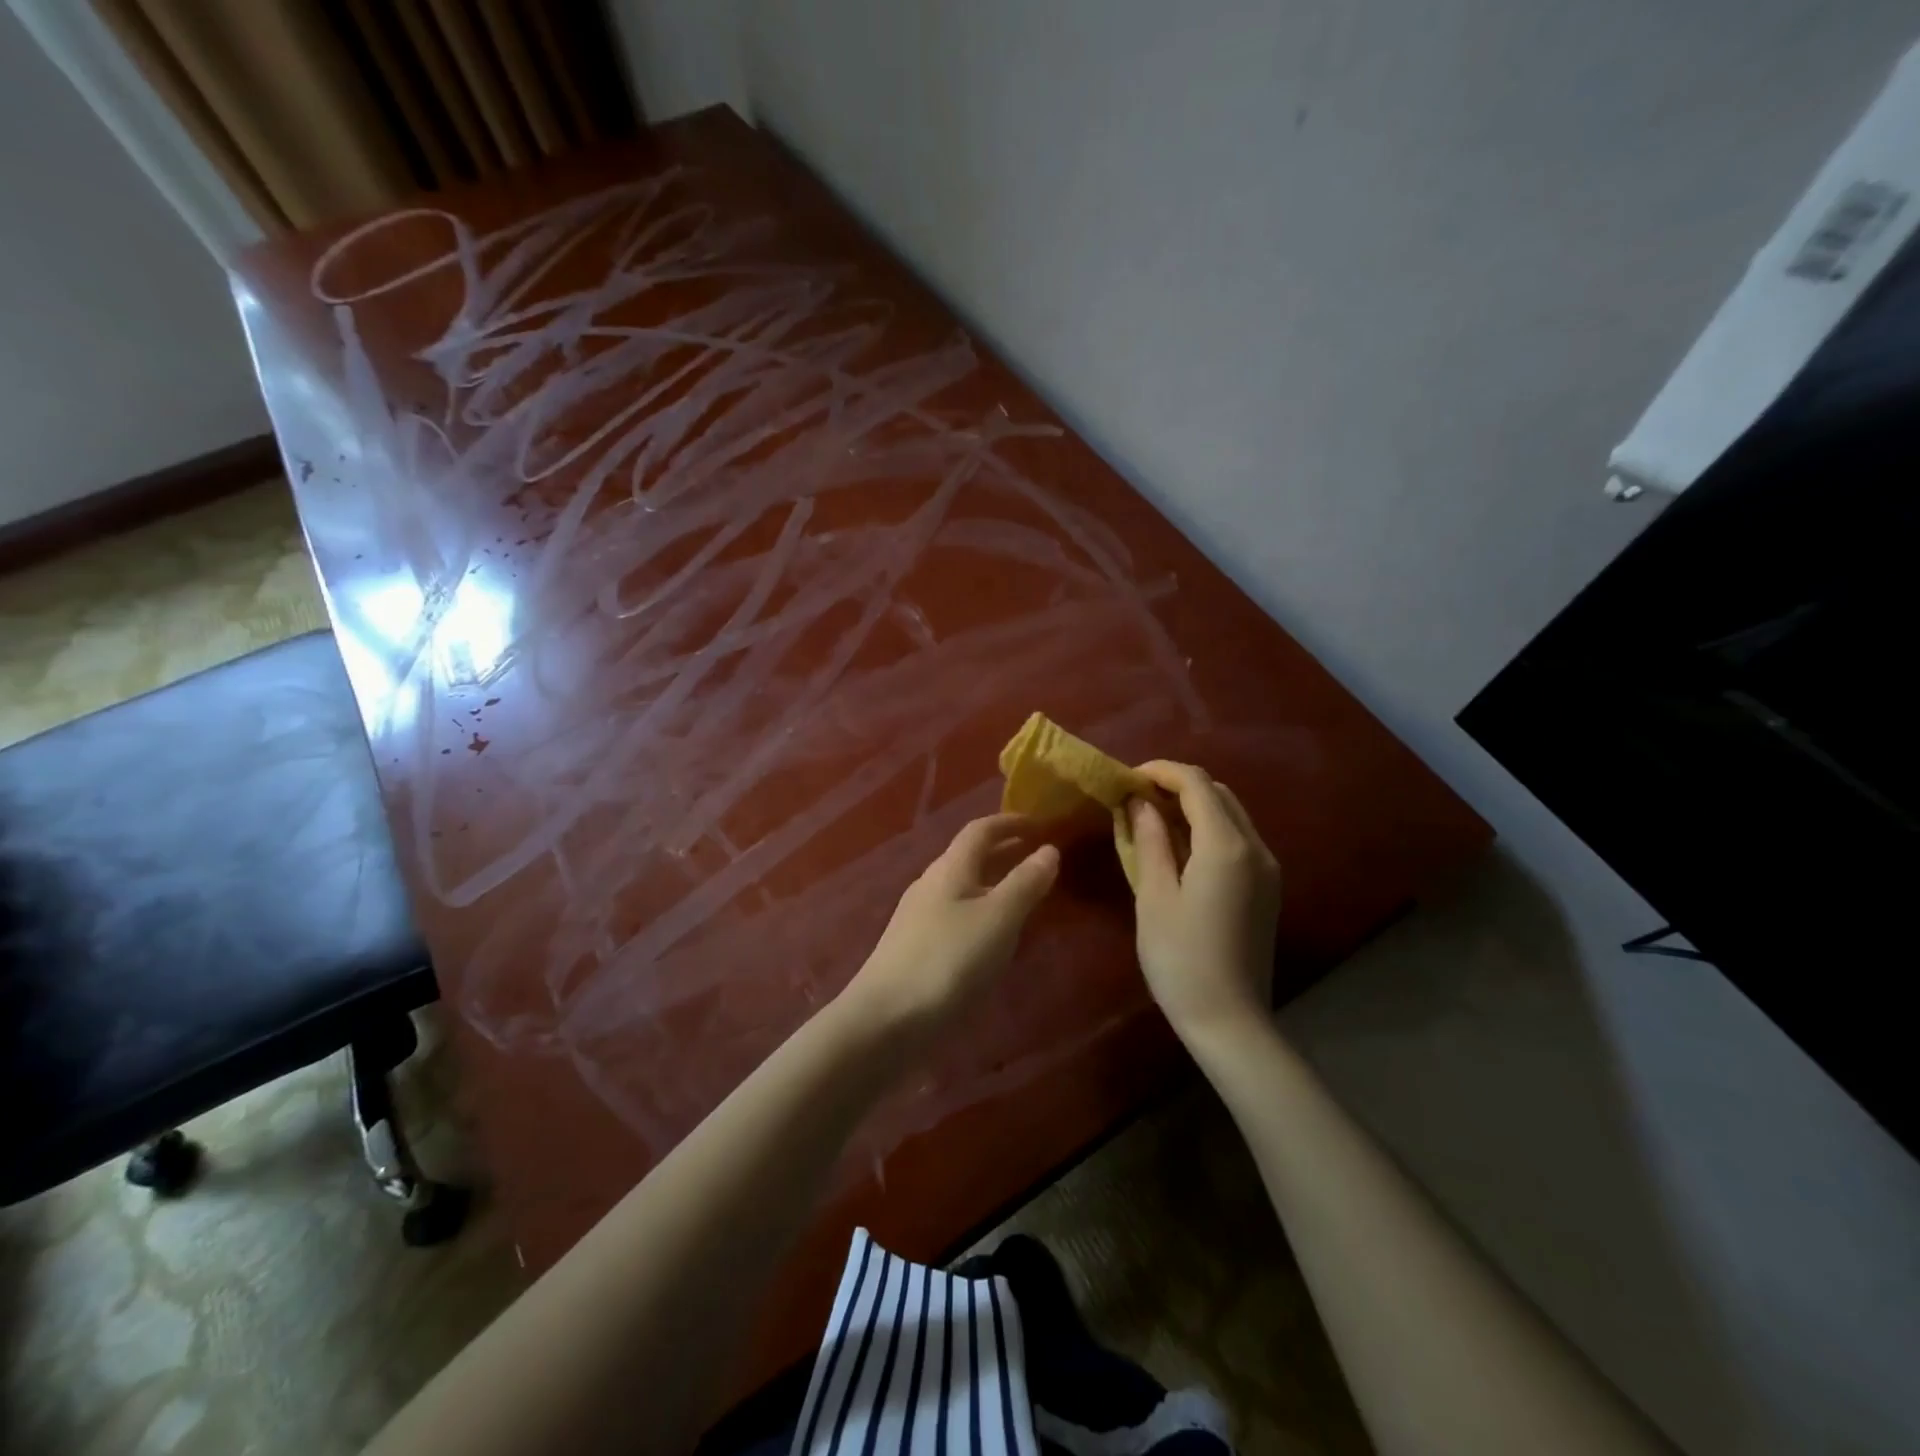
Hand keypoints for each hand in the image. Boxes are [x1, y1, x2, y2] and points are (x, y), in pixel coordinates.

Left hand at [842, 814, 1060, 1038]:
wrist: (885, 1020)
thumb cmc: (948, 961)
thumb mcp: (998, 919)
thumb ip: (1025, 883)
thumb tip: (1049, 849)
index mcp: (949, 868)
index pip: (980, 830)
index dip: (1010, 822)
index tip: (1040, 824)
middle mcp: (930, 884)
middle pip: (969, 856)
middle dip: (1004, 851)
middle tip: (1039, 856)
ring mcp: (918, 917)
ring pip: (962, 887)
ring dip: (993, 882)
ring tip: (1024, 896)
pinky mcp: (914, 947)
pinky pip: (955, 914)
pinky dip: (981, 911)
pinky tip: (993, 936)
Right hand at [1128, 761, 1280, 1039]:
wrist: (1230, 1021)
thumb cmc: (1181, 959)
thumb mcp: (1154, 896)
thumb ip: (1150, 841)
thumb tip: (1139, 803)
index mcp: (1226, 846)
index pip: (1195, 784)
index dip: (1160, 771)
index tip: (1126, 778)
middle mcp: (1256, 848)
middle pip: (1218, 793)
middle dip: (1177, 784)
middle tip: (1136, 798)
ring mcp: (1267, 868)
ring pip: (1231, 813)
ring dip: (1194, 805)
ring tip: (1153, 818)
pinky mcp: (1267, 887)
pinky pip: (1238, 838)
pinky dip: (1209, 827)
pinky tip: (1180, 847)